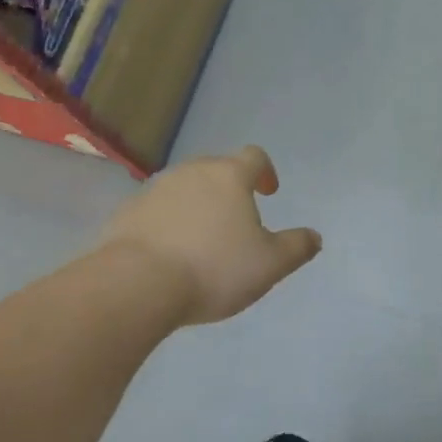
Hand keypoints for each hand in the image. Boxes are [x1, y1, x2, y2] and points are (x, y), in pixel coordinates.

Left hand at [100, 146, 321, 324]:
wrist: (136, 285)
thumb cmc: (214, 268)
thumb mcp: (270, 264)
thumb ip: (297, 247)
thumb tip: (314, 237)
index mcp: (229, 176)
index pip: (254, 156)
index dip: (265, 171)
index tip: (268, 192)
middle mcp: (191, 172)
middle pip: (217, 169)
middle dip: (230, 188)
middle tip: (237, 219)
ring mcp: (154, 190)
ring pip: (184, 188)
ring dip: (197, 205)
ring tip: (203, 240)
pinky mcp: (126, 213)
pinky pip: (156, 211)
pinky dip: (168, 223)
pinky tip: (170, 254)